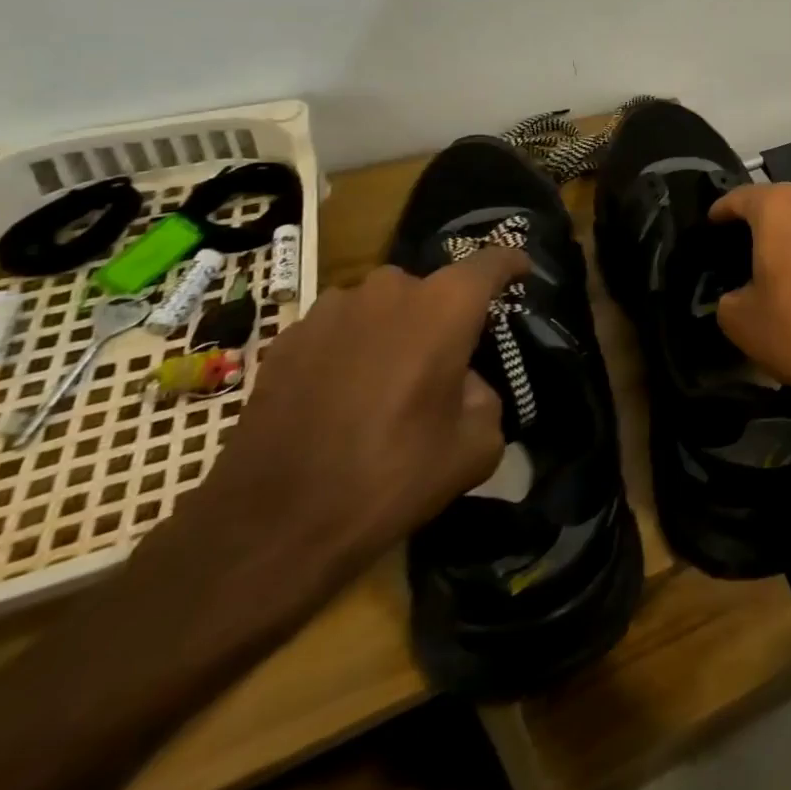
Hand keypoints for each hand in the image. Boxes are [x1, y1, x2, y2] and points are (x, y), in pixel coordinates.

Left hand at [182, 252, 520, 582]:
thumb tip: (463, 384)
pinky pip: (338, 329)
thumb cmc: (390, 477)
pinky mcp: (286, 339)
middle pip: (432, 287)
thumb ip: (485, 396)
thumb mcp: (475, 446)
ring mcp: (331, 310)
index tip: (521, 274)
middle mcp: (390, 291)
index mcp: (445, 306)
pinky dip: (350, 350)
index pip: (492, 260)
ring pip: (381, 307)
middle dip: (445, 314)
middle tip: (447, 358)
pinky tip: (341, 397)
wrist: (269, 528)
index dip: (512, 264)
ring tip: (388, 381)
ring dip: (394, 330)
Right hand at [709, 183, 790, 442]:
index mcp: (780, 207)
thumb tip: (737, 292)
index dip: (721, 211)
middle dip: (761, 221)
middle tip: (744, 247)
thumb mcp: (738, 319)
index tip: (711, 225)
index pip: (740, 197)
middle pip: (780, 203)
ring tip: (784, 264)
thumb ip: (727, 294)